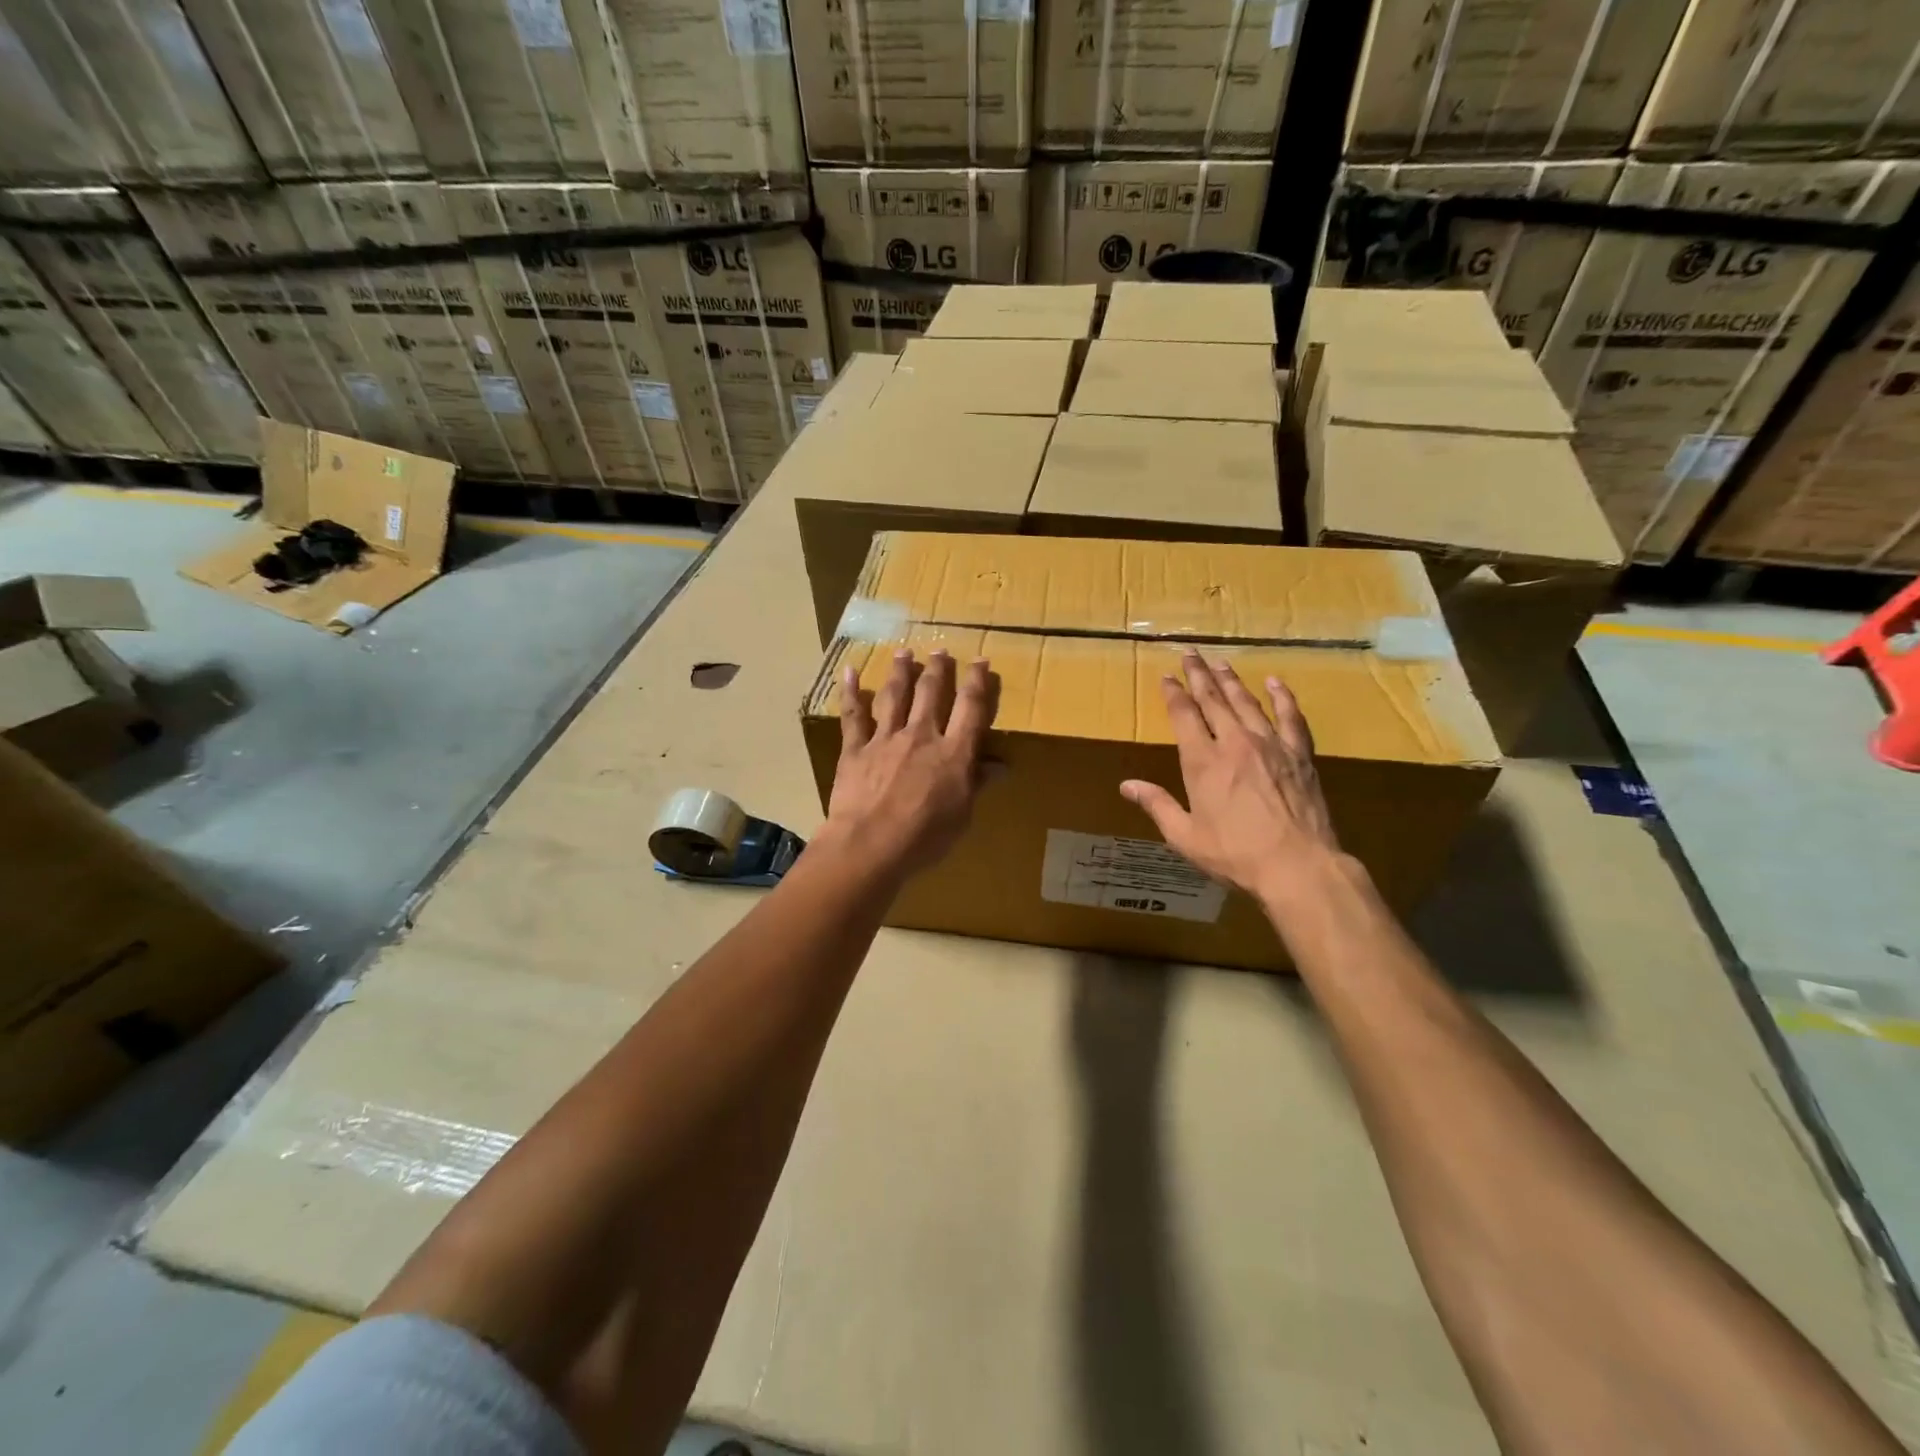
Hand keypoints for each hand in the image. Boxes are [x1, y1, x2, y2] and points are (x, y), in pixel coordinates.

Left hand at [825, 647, 996, 879]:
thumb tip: (1000, 765)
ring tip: (904, 652)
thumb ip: (976, 784)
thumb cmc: (924, 837)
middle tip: (941, 650)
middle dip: (938, 669)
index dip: (978, 682)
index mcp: (952, 752)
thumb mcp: (962, 815)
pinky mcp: (855, 749)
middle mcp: (920, 736)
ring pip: (895, 696)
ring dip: (901, 671)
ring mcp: (885, 739)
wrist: (870, 844)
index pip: (971, 708)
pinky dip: (851, 693)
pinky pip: (853, 716)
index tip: (981, 661)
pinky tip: (850, 672)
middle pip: (931, 693)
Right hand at [1120, 652, 1341, 903]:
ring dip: (1231, 680)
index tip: (1166, 676)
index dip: (1174, 693)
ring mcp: (1271, 745)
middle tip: (1190, 653)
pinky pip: (1291, 717)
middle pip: (1214, 699)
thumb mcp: (1185, 836)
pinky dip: (1282, 697)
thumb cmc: (1235, 854)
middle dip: (1199, 675)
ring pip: (1248, 702)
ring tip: (1220, 662)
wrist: (1298, 866)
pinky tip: (1275, 682)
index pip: (1184, 715)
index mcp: (1203, 762)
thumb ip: (1157, 805)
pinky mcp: (1300, 755)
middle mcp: (1235, 743)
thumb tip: (1127, 786)